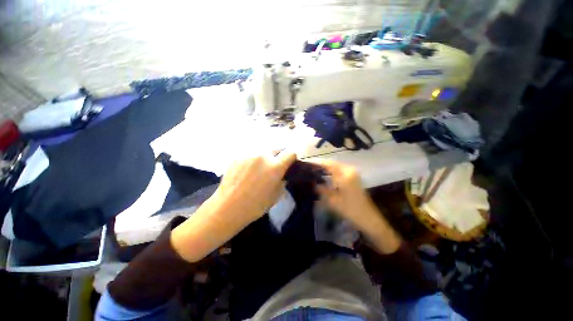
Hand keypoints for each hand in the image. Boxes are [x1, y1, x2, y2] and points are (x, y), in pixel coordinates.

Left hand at [212, 151, 296, 224]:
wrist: (228, 207)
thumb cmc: (255, 206)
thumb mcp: (275, 196)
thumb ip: (282, 181)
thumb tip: (282, 175)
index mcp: (275, 167)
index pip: (290, 153)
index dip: (291, 158)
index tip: (289, 163)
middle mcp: (263, 156)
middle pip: (276, 149)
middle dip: (278, 157)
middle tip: (273, 167)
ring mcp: (248, 154)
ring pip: (262, 151)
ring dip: (264, 158)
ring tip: (258, 169)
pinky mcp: (237, 156)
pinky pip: (249, 155)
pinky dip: (252, 160)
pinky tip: (246, 171)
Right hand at [310, 159, 374, 226]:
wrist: (368, 219)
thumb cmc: (350, 209)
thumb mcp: (332, 200)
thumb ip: (321, 190)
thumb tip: (312, 183)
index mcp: (345, 174)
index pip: (329, 164)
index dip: (318, 164)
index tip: (308, 165)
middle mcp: (350, 171)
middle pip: (333, 164)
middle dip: (321, 166)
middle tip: (310, 170)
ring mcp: (353, 174)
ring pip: (336, 168)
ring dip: (327, 169)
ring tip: (315, 173)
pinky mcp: (354, 179)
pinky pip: (340, 172)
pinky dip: (332, 173)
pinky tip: (326, 178)